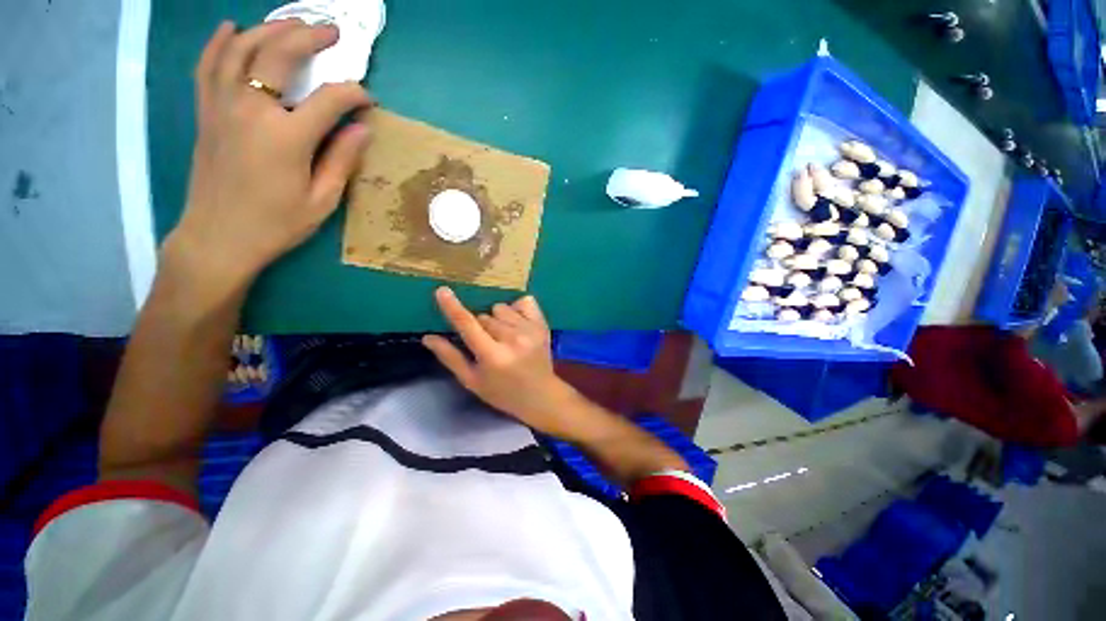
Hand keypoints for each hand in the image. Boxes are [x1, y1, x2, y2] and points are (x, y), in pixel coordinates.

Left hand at [164, 20, 371, 295]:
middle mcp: (251, 110)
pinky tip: (233, 27)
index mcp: (287, 138)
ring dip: (270, 29)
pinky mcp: (206, 112)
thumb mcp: (322, 200)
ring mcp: (222, 106)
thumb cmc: (276, 224)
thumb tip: (362, 130)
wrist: (218, 237)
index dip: (354, 95)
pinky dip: (220, 41)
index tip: (369, 101)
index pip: (330, 100)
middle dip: (311, 37)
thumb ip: (342, 160)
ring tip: (293, 23)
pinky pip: (209, 65)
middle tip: (333, 32)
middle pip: (280, 55)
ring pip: (242, 48)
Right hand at [423, 287, 579, 436]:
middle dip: (481, 327)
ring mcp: (530, 330)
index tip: (442, 291)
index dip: (452, 307)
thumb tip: (427, 337)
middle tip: (489, 344)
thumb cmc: (503, 393)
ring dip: (498, 319)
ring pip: (501, 308)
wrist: (541, 395)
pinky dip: (517, 309)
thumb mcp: (472, 381)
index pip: (468, 325)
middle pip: (484, 317)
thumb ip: (450, 358)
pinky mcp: (542, 324)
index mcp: (493, 356)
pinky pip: (524, 302)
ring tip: (505, 337)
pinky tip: (518, 324)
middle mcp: (513, 339)